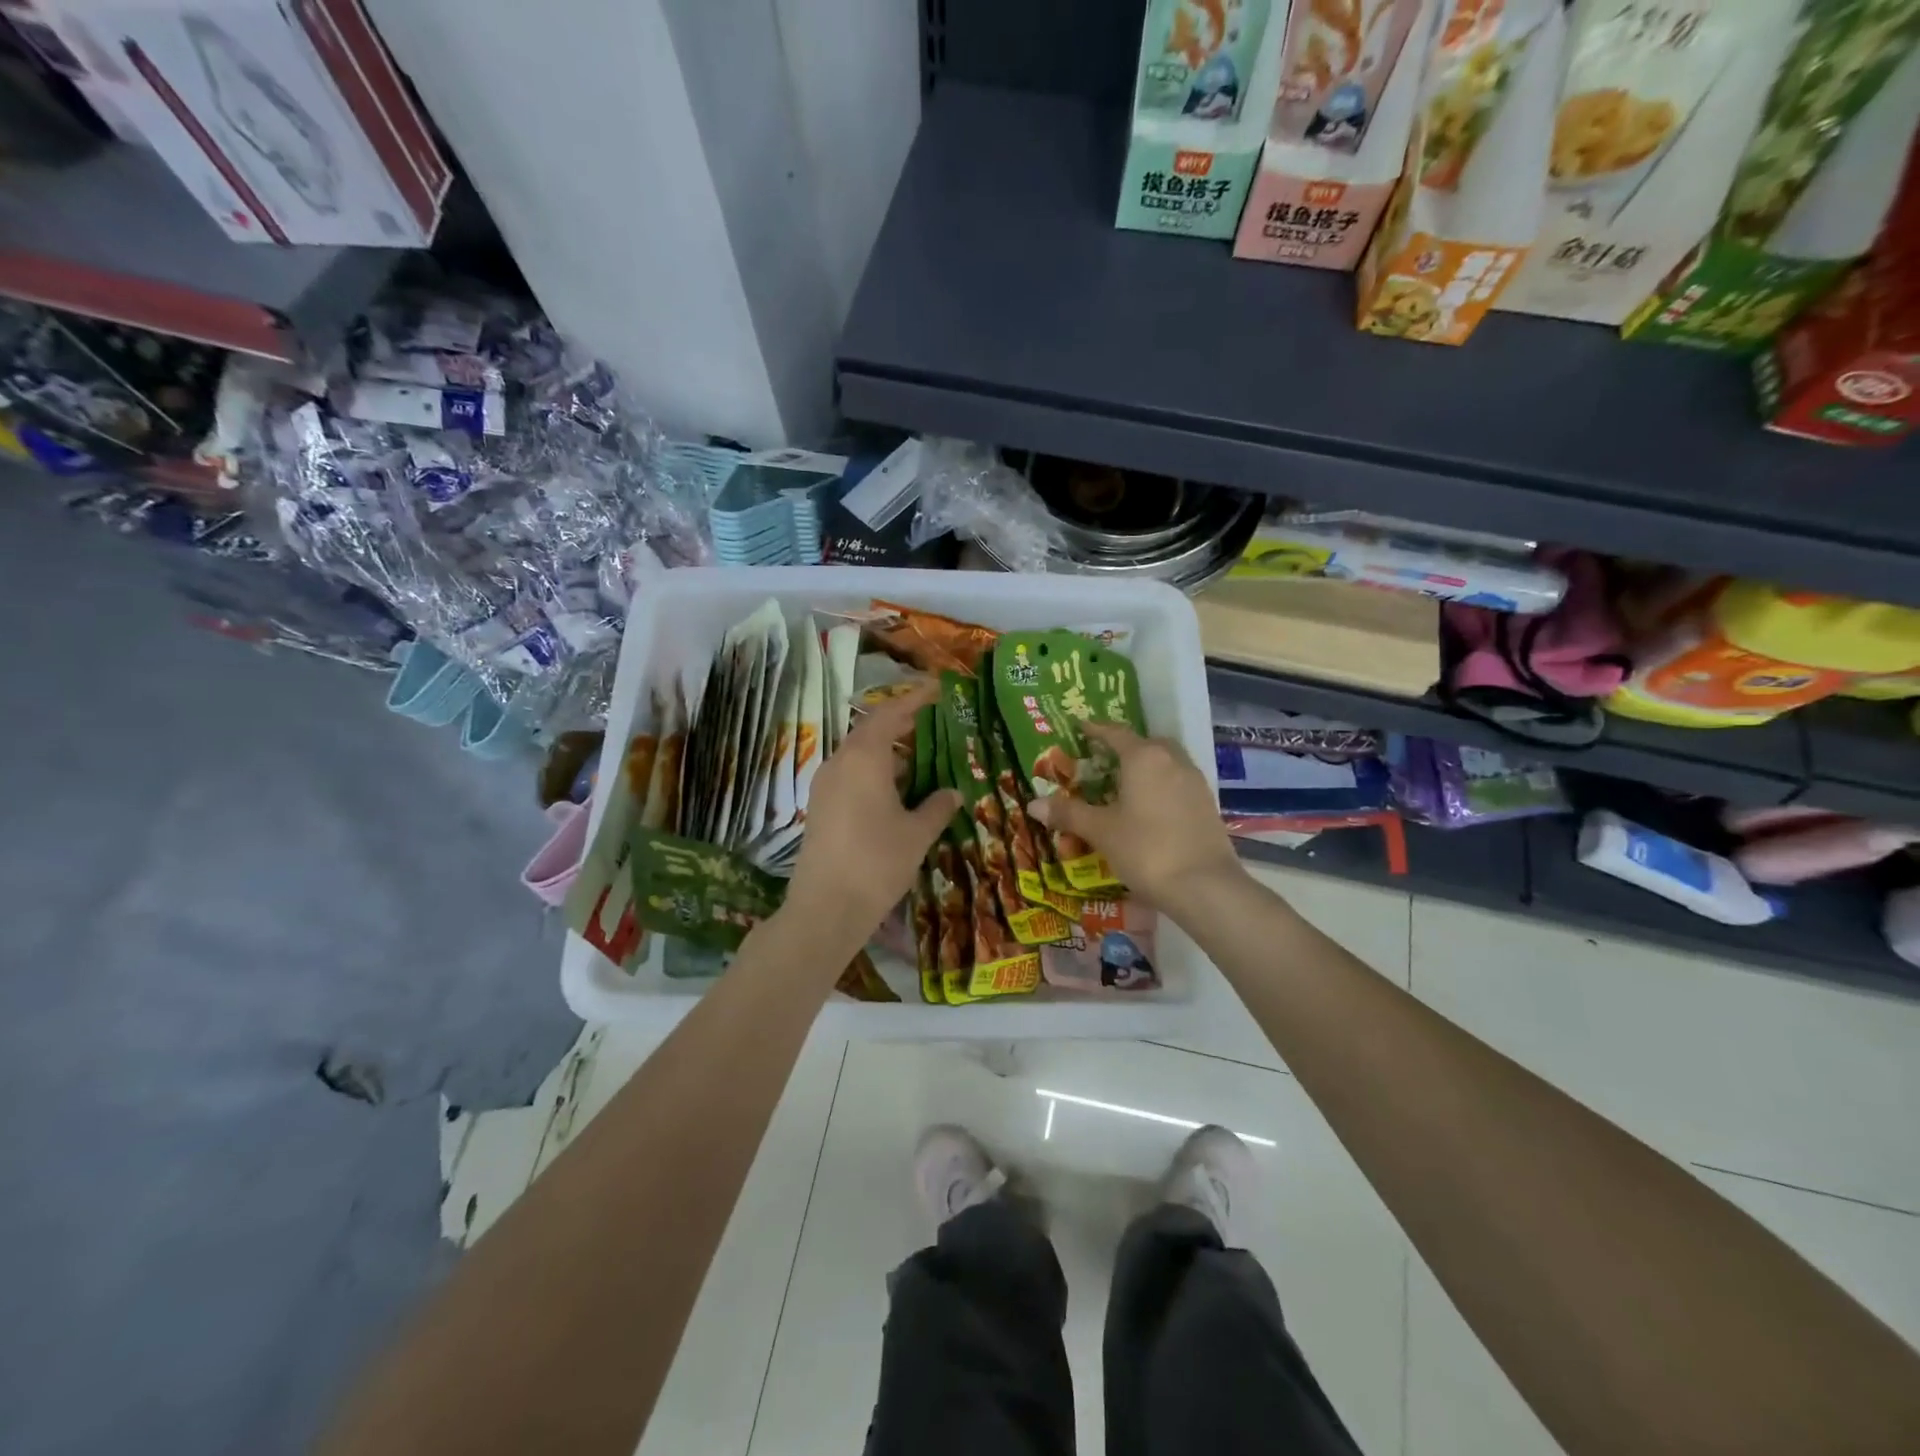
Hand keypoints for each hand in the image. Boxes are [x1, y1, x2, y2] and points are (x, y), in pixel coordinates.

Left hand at [782, 681, 961, 949]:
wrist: (825, 909)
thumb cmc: (877, 863)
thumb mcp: (917, 834)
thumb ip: (937, 806)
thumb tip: (953, 792)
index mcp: (864, 758)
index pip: (890, 714)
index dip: (915, 699)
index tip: (937, 690)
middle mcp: (839, 762)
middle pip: (870, 730)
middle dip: (900, 723)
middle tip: (931, 722)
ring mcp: (825, 785)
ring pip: (858, 754)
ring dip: (886, 750)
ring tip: (918, 756)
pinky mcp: (820, 807)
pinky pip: (850, 775)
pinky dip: (873, 772)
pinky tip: (894, 790)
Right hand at [1027, 721, 1244, 905]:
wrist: (1205, 886)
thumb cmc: (1146, 849)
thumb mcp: (1101, 831)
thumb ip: (1068, 813)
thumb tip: (1034, 804)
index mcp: (1144, 757)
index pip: (1115, 733)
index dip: (1096, 729)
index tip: (1080, 727)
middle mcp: (1172, 760)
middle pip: (1146, 743)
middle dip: (1125, 747)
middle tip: (1103, 759)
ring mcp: (1194, 781)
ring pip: (1166, 762)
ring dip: (1146, 766)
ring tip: (1125, 784)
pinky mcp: (1207, 804)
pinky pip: (1177, 782)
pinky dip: (1161, 785)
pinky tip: (1149, 807)